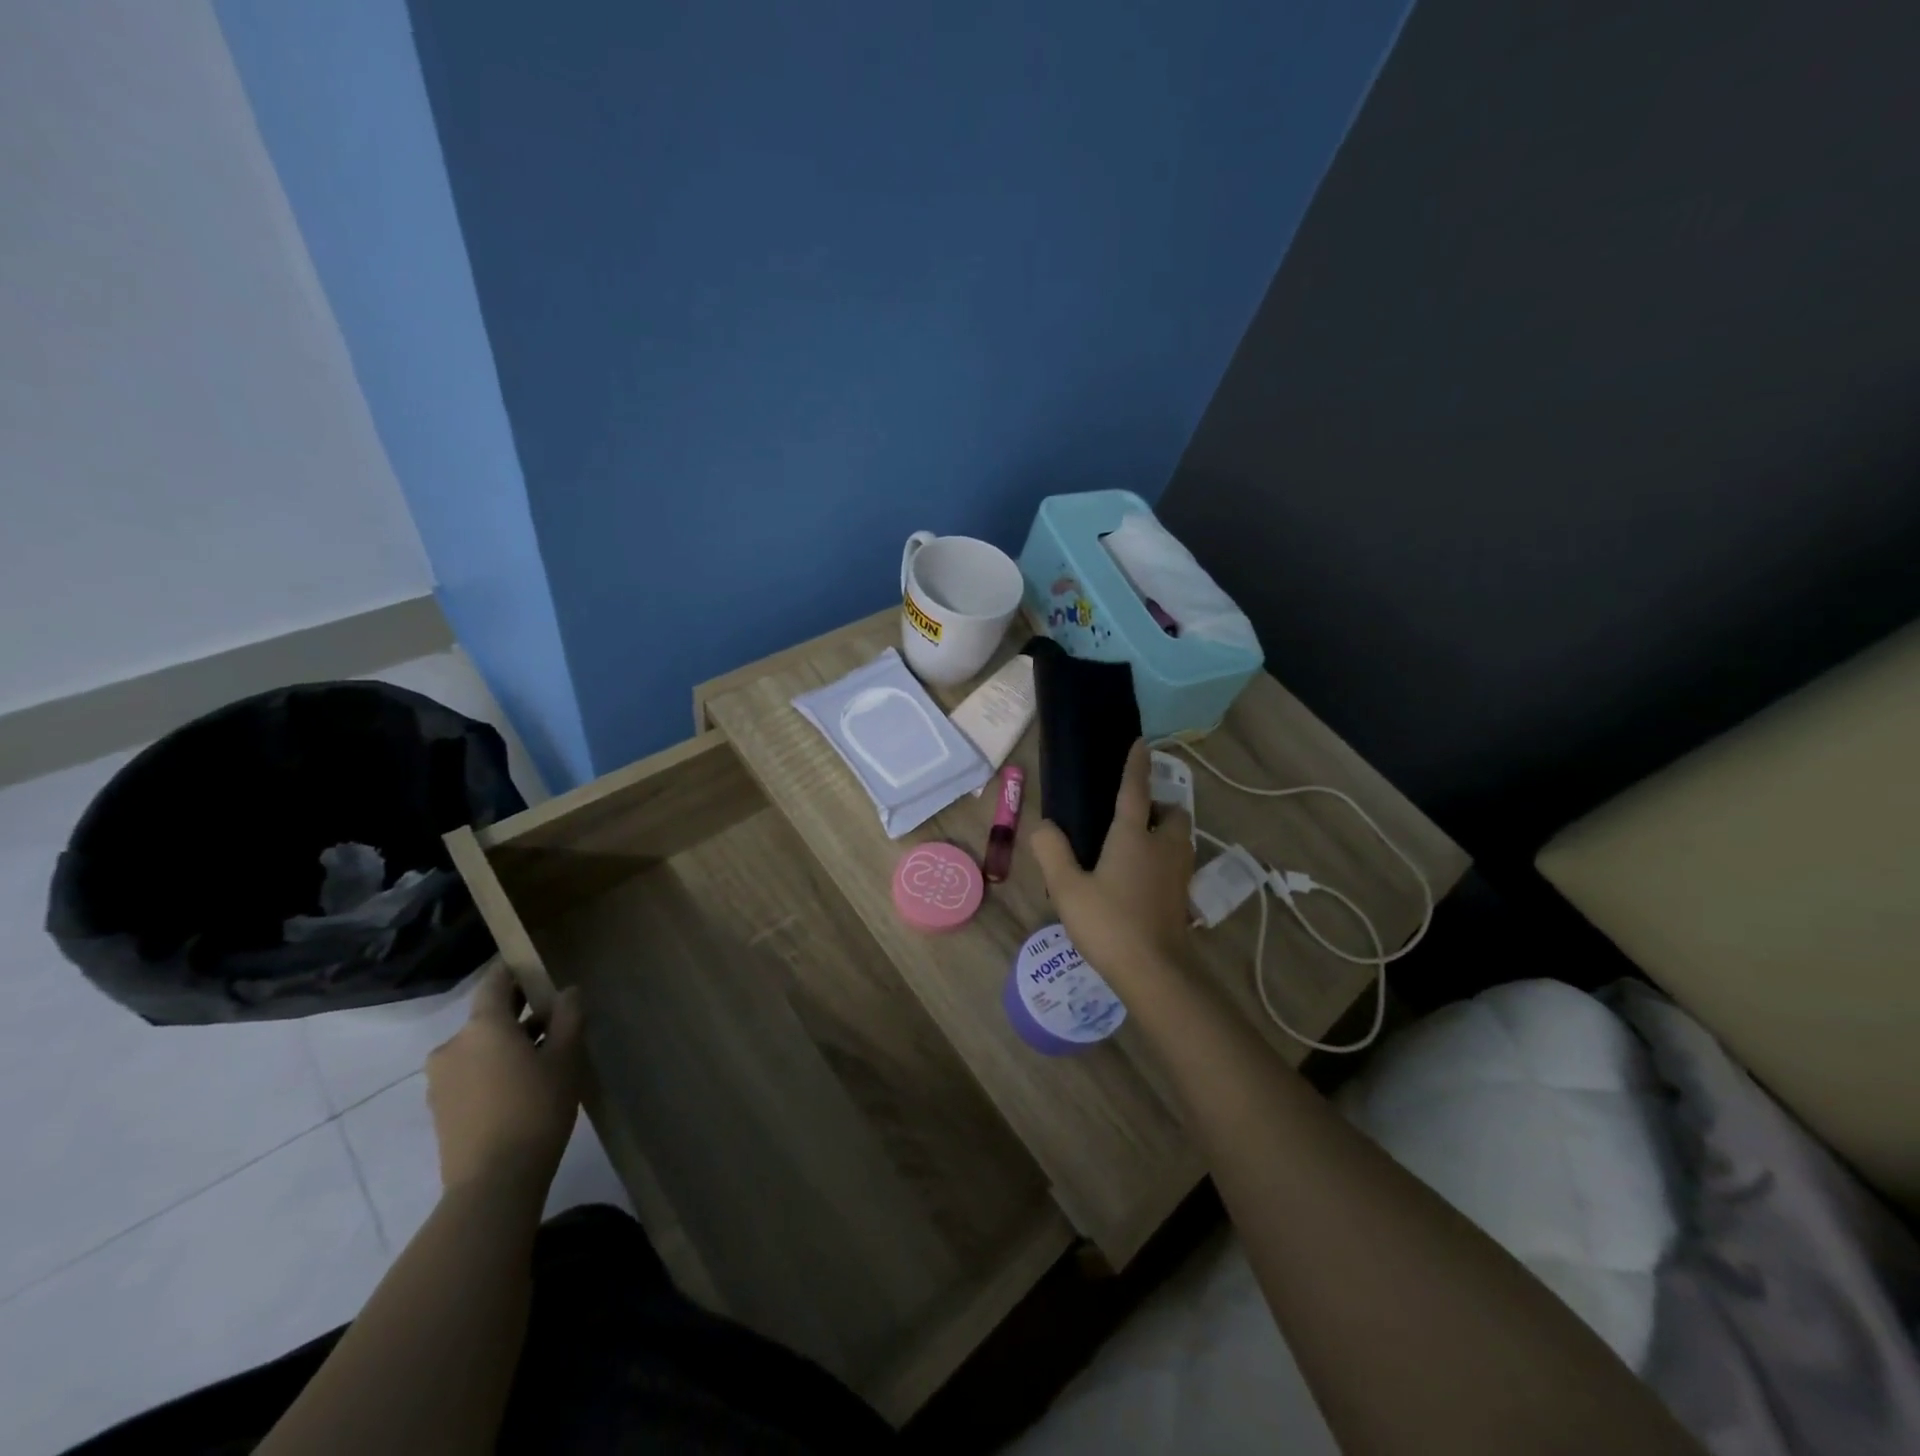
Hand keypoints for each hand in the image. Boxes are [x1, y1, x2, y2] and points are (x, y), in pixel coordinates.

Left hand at [426, 962, 584, 1198]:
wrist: (493, 1183)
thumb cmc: (536, 1108)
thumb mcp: (566, 1058)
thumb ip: (569, 1017)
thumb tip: (567, 991)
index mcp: (482, 1026)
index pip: (495, 982)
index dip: (513, 970)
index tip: (534, 966)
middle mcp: (453, 1046)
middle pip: (488, 1017)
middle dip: (518, 1013)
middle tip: (554, 1017)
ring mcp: (441, 1080)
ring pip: (479, 1047)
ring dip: (506, 1044)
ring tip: (543, 1057)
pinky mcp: (440, 1109)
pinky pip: (470, 1073)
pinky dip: (493, 1069)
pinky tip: (521, 1086)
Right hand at [1030, 740, 1195, 988]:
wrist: (1155, 973)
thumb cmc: (1109, 924)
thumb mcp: (1068, 888)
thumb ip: (1052, 852)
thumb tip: (1044, 825)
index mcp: (1134, 836)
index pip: (1136, 789)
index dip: (1137, 765)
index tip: (1141, 742)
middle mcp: (1163, 846)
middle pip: (1173, 813)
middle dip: (1159, 806)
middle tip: (1132, 816)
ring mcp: (1179, 872)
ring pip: (1180, 838)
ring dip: (1164, 831)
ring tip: (1134, 845)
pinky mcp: (1183, 896)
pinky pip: (1177, 862)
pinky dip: (1164, 858)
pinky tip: (1140, 878)